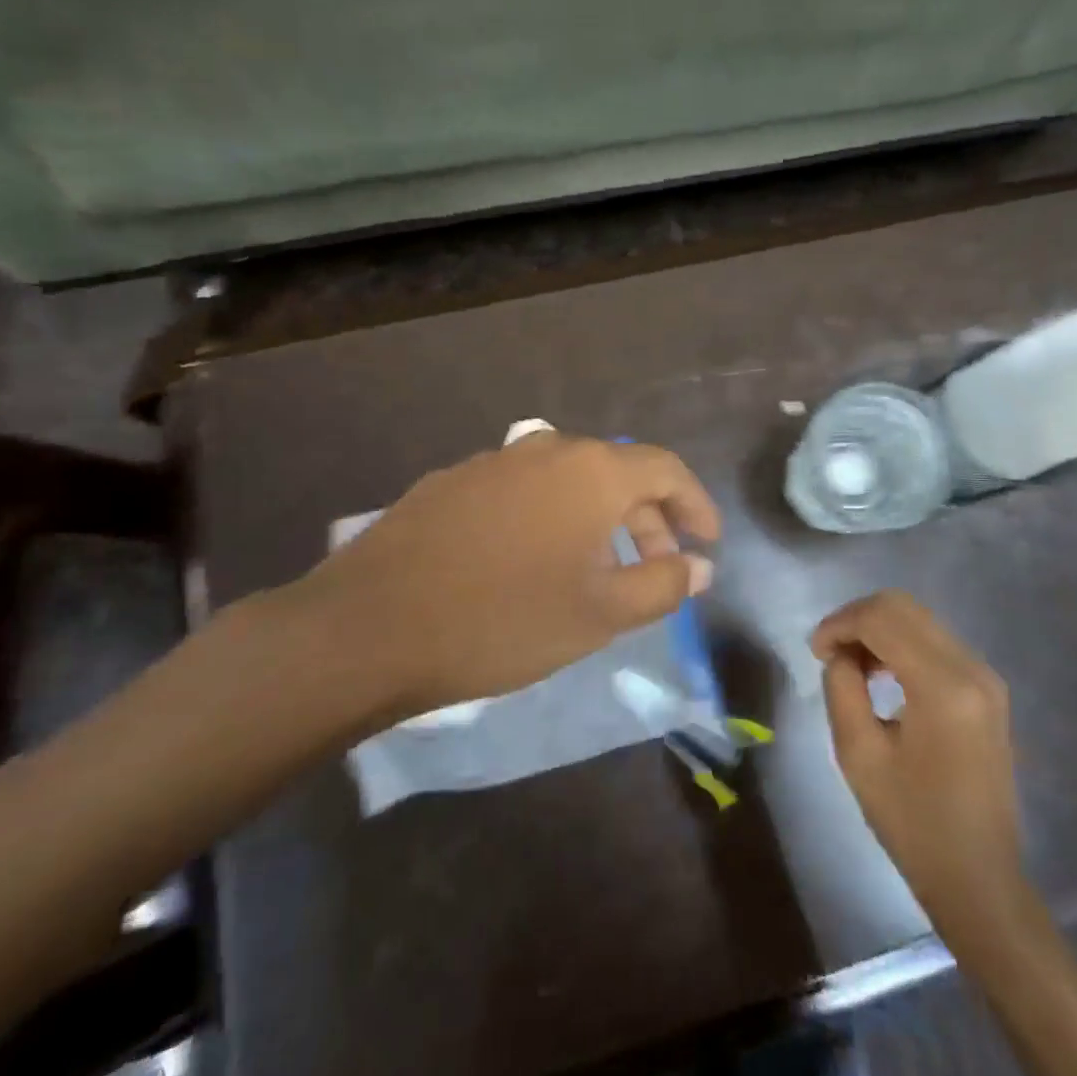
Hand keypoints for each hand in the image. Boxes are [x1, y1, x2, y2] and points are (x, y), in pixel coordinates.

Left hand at [279, 432, 720, 723]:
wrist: (369, 625)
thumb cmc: (503, 619)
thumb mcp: (598, 614)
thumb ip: (662, 584)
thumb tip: (698, 565)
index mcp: (591, 471)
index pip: (664, 468)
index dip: (694, 504)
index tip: (706, 542)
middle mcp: (547, 449)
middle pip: (616, 472)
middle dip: (647, 519)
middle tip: (658, 566)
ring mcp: (494, 460)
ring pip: (567, 481)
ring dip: (597, 518)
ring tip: (598, 568)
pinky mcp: (454, 481)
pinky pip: (523, 490)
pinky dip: (549, 517)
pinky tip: (532, 560)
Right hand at [811, 591, 1021, 916]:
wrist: (980, 880)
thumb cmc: (914, 824)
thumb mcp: (859, 755)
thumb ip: (842, 688)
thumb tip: (841, 654)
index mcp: (943, 686)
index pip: (882, 618)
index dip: (839, 623)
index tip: (814, 652)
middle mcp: (972, 668)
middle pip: (903, 607)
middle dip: (857, 619)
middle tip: (829, 652)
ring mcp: (986, 677)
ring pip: (920, 620)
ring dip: (879, 630)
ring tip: (851, 666)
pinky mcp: (987, 690)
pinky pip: (936, 643)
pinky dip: (901, 645)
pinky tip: (881, 675)